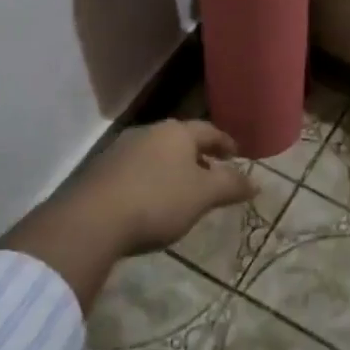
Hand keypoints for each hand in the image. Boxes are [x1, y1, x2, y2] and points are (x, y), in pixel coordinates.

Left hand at [69, 119, 256, 255]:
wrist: (93, 218)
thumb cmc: (158, 200)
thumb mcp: (203, 195)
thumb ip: (230, 185)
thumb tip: (255, 182)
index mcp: (176, 132)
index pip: (209, 131)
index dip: (225, 142)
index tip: (238, 155)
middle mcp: (148, 132)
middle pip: (180, 140)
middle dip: (199, 155)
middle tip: (212, 172)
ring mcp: (121, 149)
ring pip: (157, 154)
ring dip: (173, 168)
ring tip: (184, 191)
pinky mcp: (101, 170)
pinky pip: (136, 169)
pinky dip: (151, 180)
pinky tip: (152, 201)